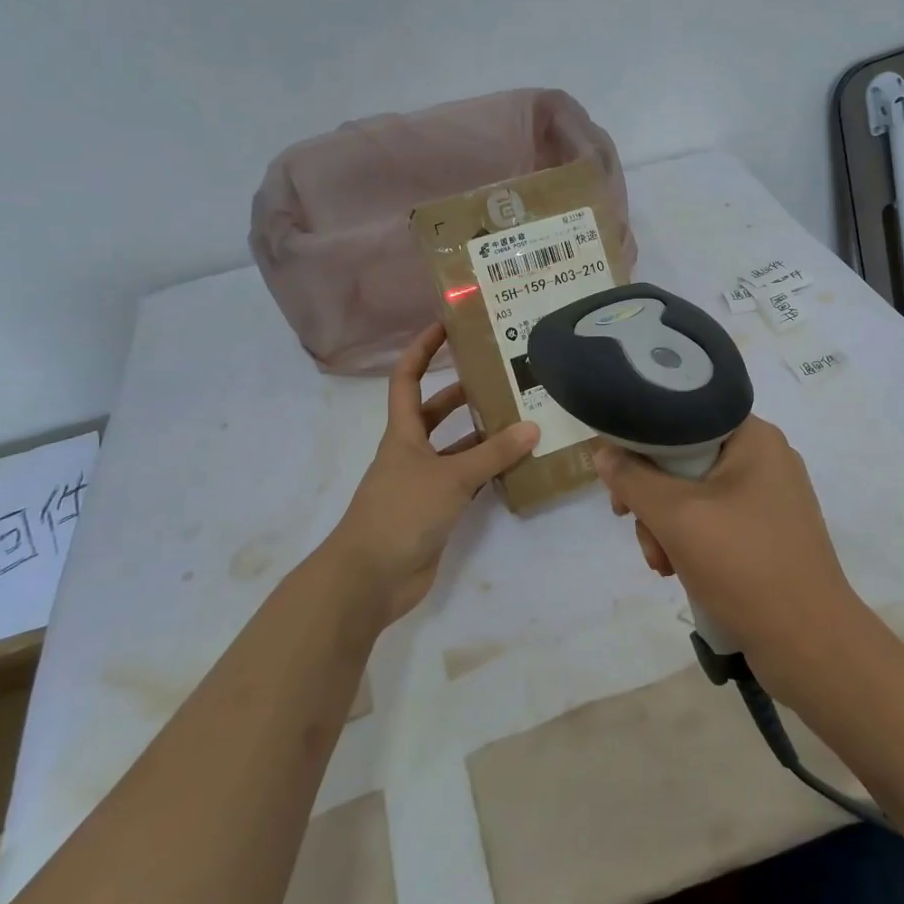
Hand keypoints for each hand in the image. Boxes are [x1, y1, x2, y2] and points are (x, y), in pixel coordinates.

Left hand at [326, 322, 539, 632]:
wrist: (371, 577)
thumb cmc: (401, 513)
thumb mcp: (449, 477)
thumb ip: (492, 454)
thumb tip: (532, 426)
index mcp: (403, 433)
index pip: (407, 379)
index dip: (421, 349)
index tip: (446, 326)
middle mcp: (411, 452)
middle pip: (435, 412)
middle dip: (462, 392)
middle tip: (501, 376)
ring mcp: (423, 483)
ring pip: (455, 448)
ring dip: (482, 435)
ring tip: (522, 418)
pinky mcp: (436, 511)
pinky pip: (466, 481)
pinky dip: (487, 472)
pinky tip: (516, 466)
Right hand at [594, 415, 871, 697]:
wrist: (810, 645)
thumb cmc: (744, 565)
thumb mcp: (676, 516)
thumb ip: (633, 478)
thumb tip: (602, 451)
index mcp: (755, 437)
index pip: (683, 418)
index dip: (642, 443)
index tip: (618, 477)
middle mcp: (766, 459)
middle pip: (685, 460)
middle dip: (652, 498)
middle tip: (630, 522)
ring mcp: (770, 499)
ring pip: (695, 496)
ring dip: (667, 527)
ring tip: (662, 564)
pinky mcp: (769, 535)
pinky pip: (715, 523)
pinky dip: (691, 543)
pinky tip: (679, 572)